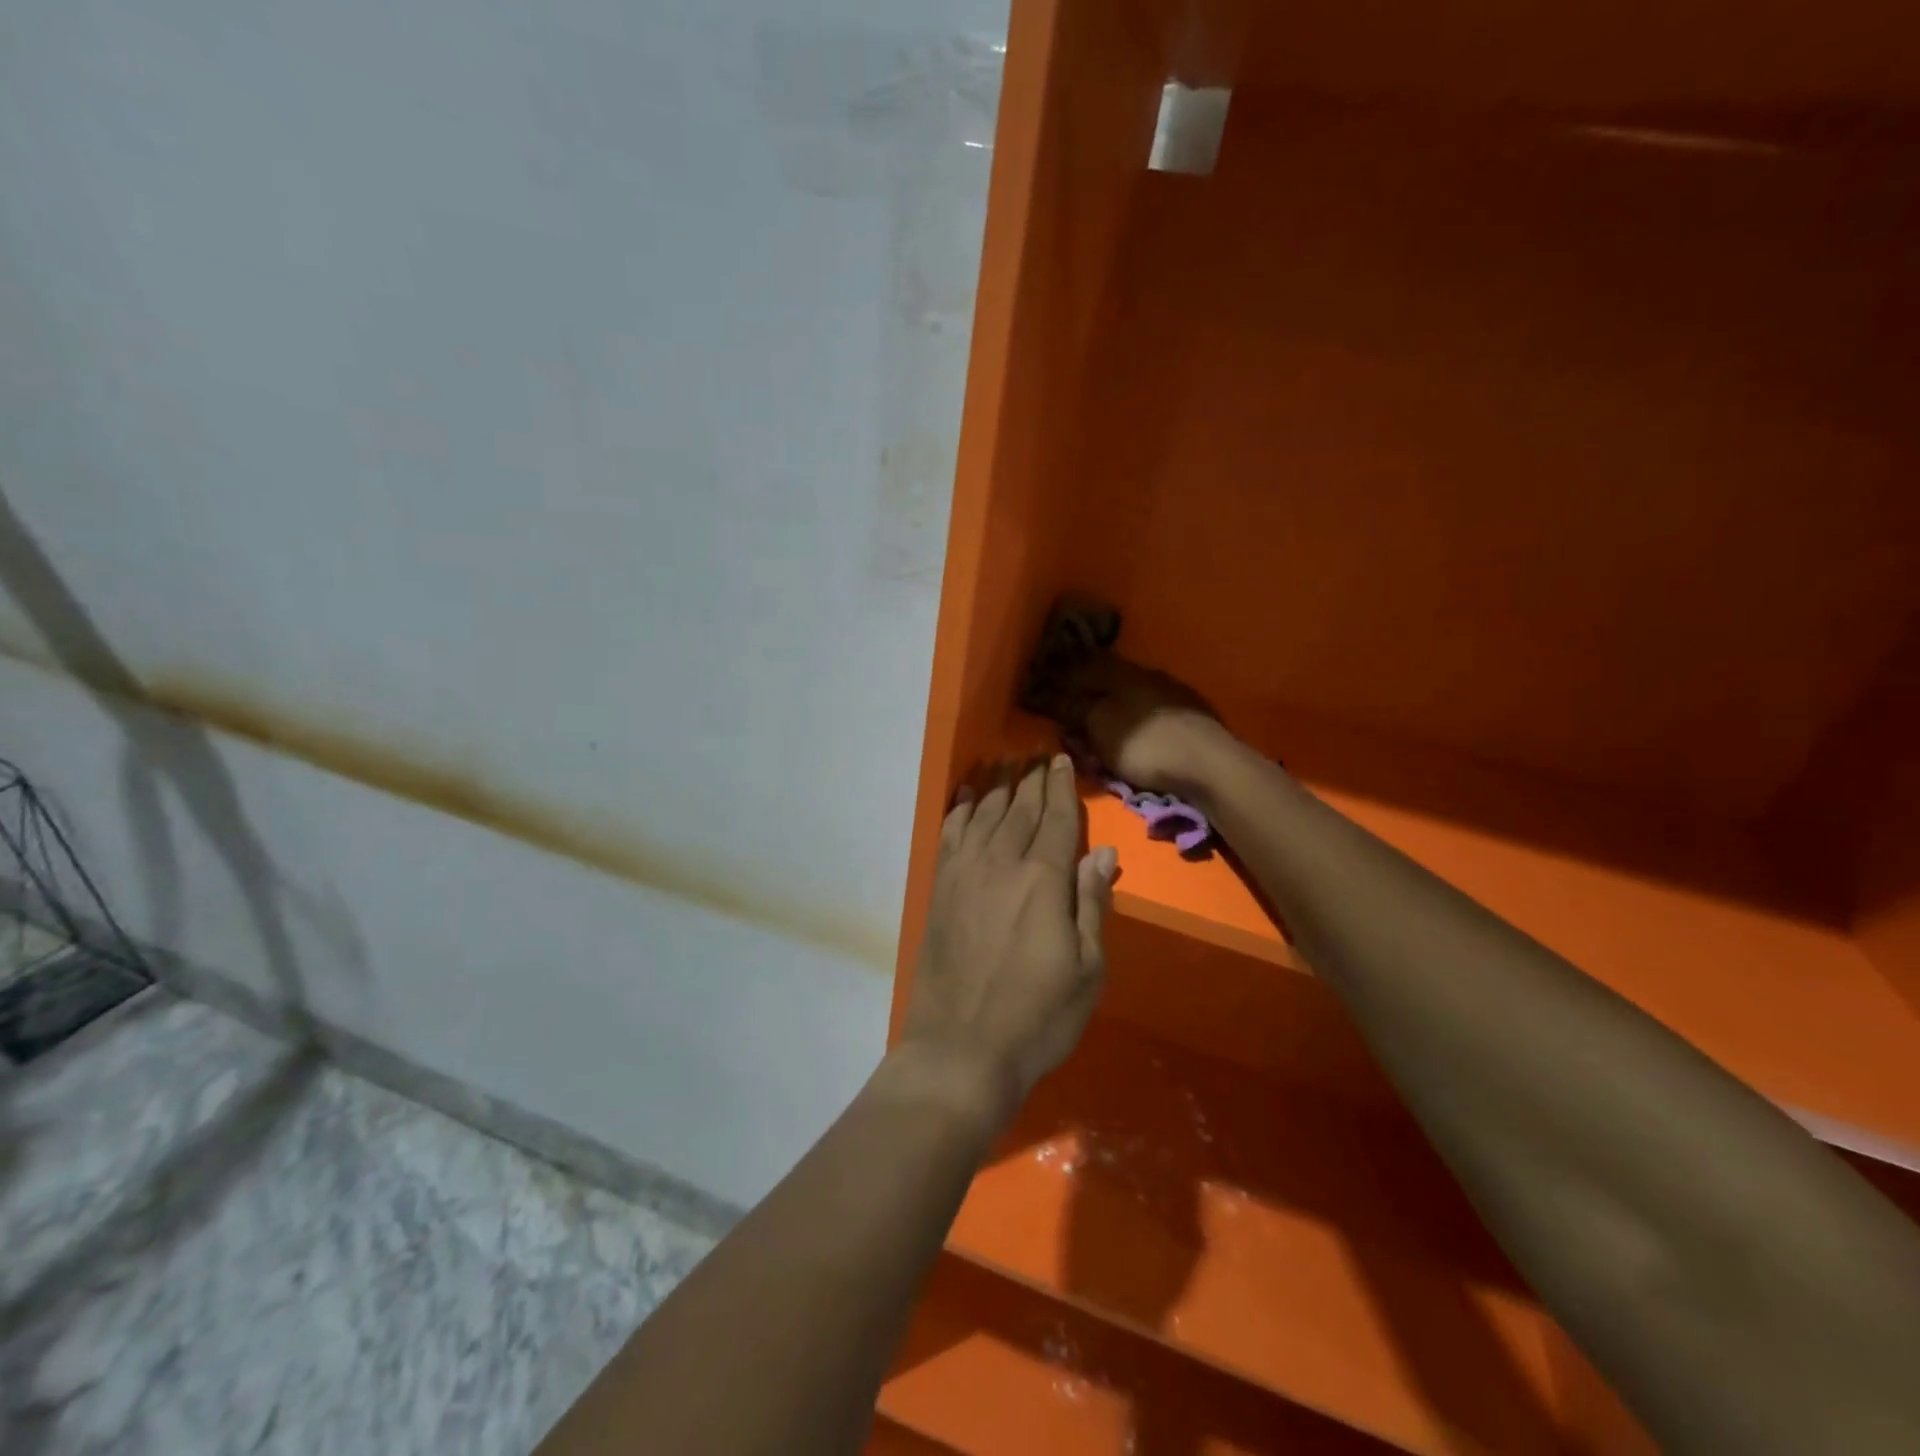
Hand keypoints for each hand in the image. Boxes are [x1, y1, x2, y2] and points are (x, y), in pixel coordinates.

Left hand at [901, 756, 1117, 1121]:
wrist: (962, 1050)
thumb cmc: (1038, 1018)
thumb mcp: (1088, 970)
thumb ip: (1092, 903)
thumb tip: (1103, 852)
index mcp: (1043, 881)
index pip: (1056, 819)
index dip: (1060, 787)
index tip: (1060, 759)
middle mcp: (1001, 864)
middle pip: (1018, 809)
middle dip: (1030, 778)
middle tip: (1036, 753)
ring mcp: (964, 874)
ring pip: (982, 814)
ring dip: (995, 785)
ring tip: (1004, 761)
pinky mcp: (939, 890)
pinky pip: (949, 835)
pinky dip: (957, 809)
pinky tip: (963, 794)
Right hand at [1061, 654, 1231, 796]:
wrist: (1211, 765)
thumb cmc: (1146, 744)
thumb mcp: (1099, 725)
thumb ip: (1073, 707)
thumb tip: (1049, 691)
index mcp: (1122, 672)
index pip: (1084, 666)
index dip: (1062, 675)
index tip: (1045, 684)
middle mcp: (1148, 675)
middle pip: (1110, 678)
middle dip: (1089, 689)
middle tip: (1070, 703)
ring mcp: (1174, 695)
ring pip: (1134, 694)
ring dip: (1115, 703)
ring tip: (1101, 719)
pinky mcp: (1192, 716)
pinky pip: (1152, 711)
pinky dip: (1136, 717)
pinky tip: (1135, 729)